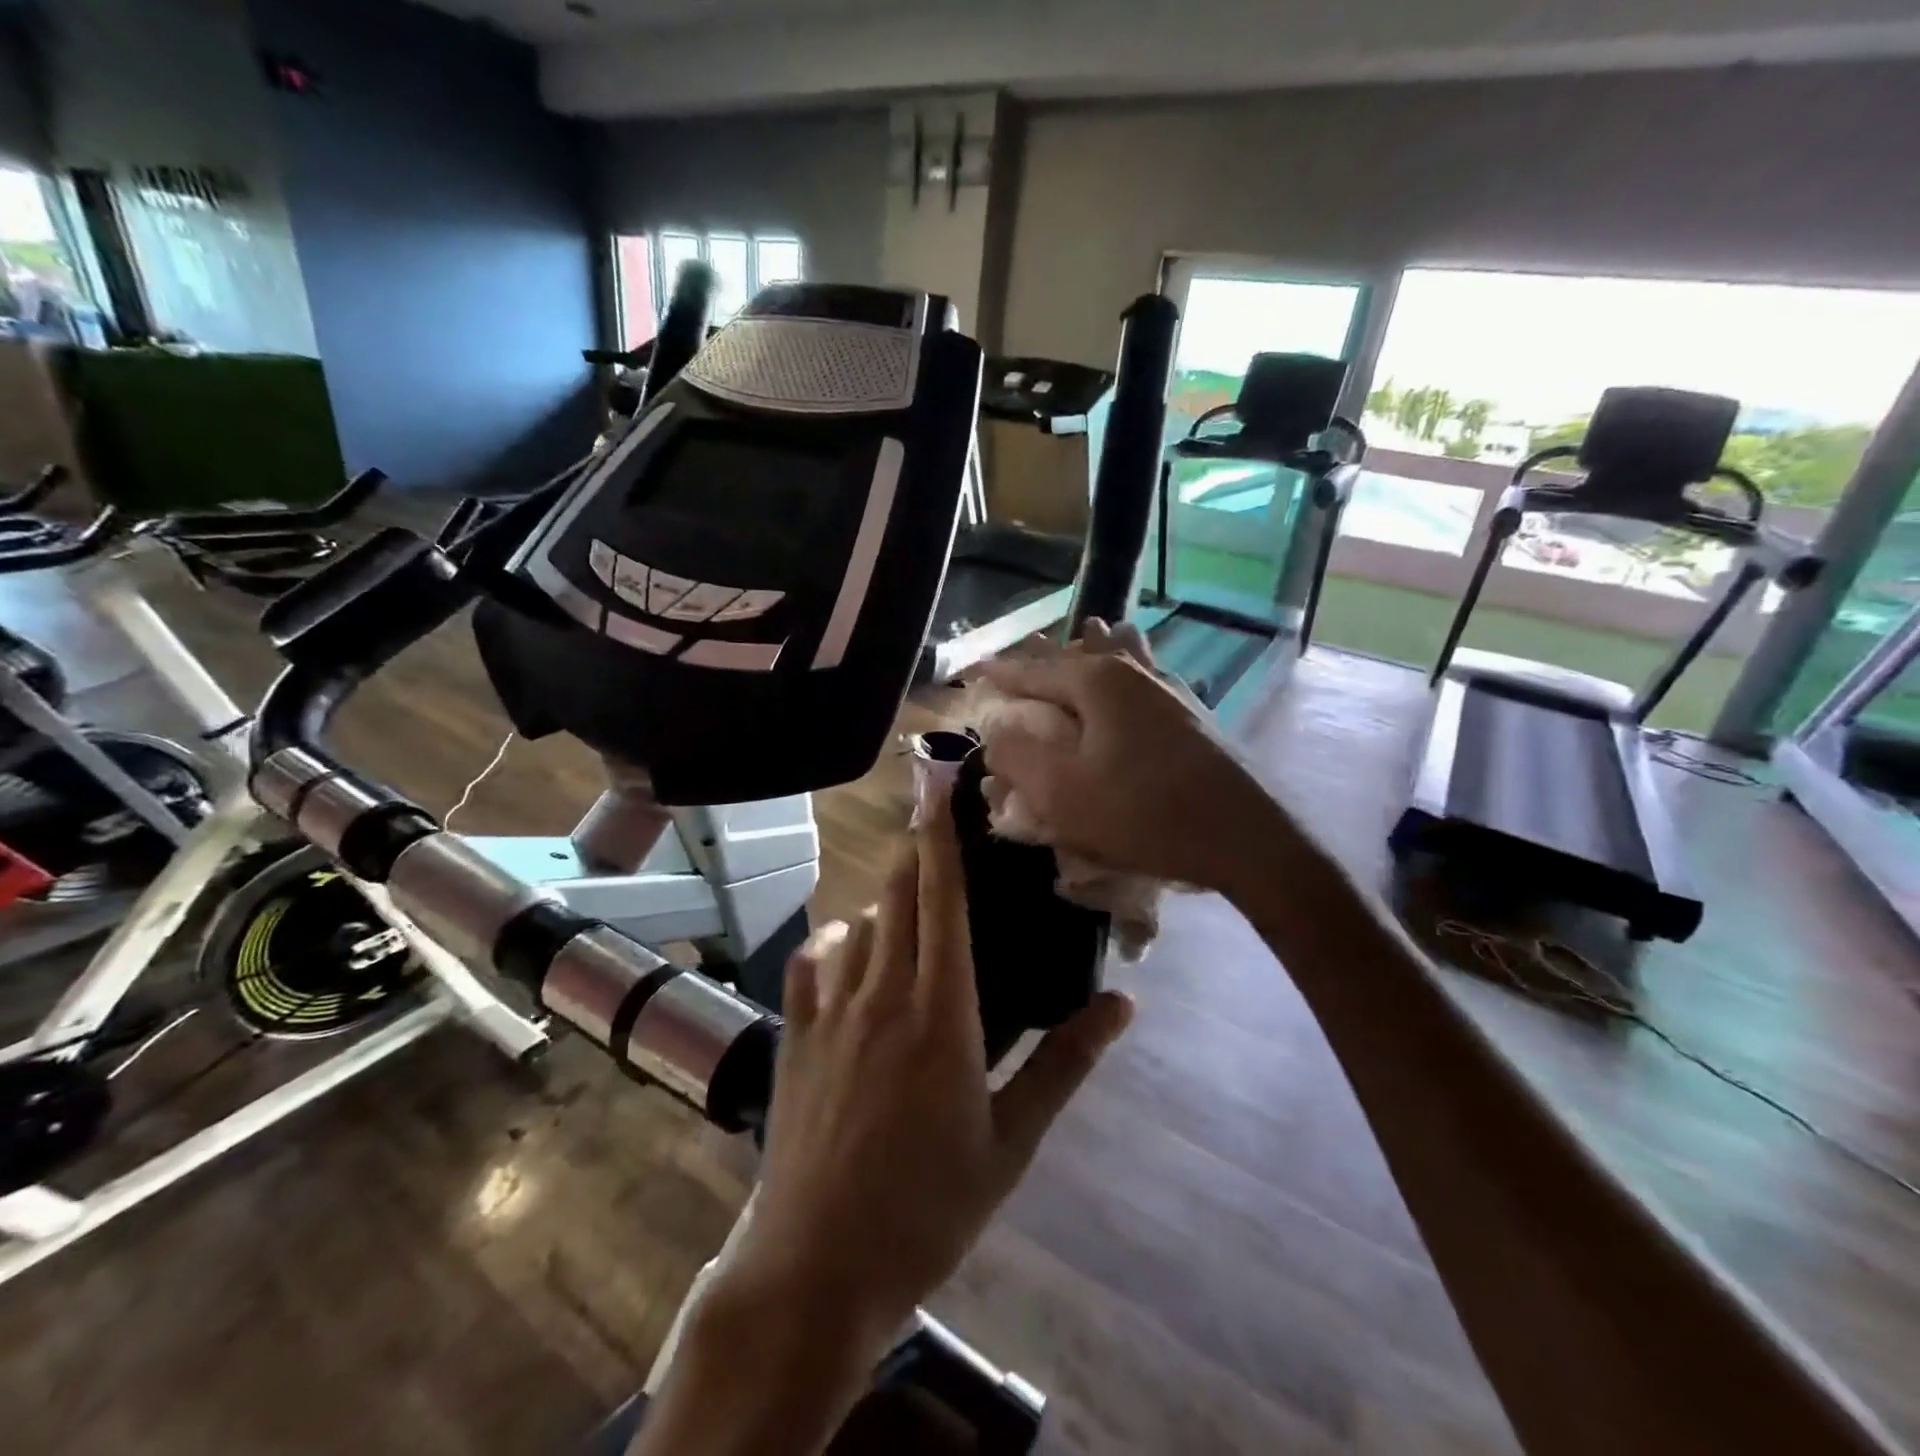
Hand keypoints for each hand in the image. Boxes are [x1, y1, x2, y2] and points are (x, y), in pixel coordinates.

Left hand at [718, 785, 1134, 1360]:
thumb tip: (1122, 1004)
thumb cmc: (929, 1209)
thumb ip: (1064, 1064)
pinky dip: (831, 942)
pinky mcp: (794, 1036)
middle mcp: (882, 994)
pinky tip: (844, 948)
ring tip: (902, 903)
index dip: (941, 842)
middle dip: (913, 856)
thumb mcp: (1011, 1143)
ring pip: (856, 926)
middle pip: (896, 897)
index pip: (943, 903)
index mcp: (942, 1013)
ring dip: (881, 903)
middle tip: (930, 831)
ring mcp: (830, 1012)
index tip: (938, 793)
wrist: (817, 1268)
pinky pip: (810, 963)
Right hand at [976, 619, 1281, 893]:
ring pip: (1123, 656)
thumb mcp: (1062, 793)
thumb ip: (1018, 756)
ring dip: (1096, 648)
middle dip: (1047, 655)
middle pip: (1079, 654)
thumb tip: (996, 730)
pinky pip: (1148, 677)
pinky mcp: (1194, 714)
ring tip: (1088, 633)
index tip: (974, 670)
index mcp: (1097, 682)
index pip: (1033, 671)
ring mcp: (1170, 690)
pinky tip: (1139, 672)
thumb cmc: (1145, 813)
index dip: (999, 673)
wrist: (1245, 837)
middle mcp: (1134, 673)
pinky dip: (1130, 668)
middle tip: (1024, 650)